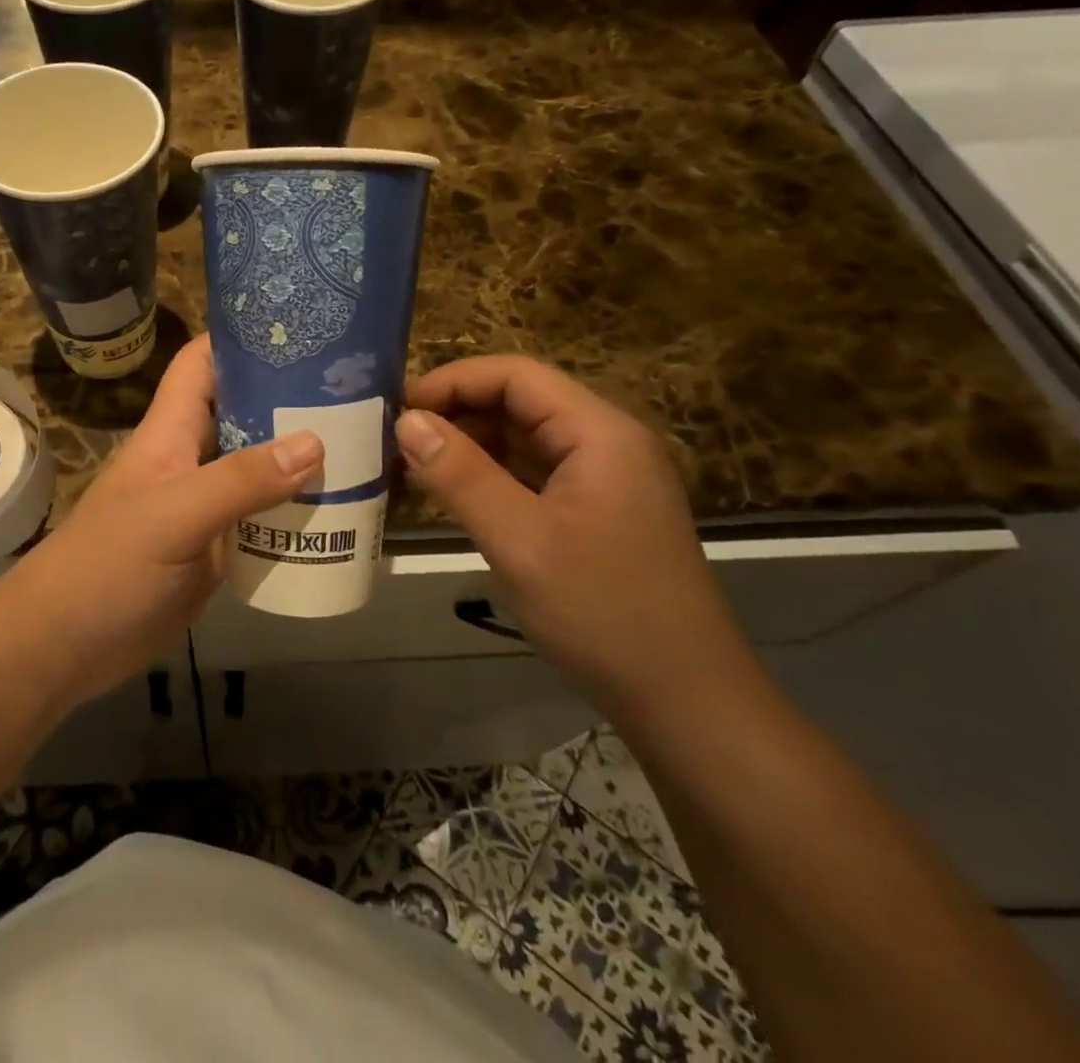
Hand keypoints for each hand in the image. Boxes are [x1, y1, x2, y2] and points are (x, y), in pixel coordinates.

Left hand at [4, 335, 321, 706]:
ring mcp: (205, 506)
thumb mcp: (174, 516)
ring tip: (364, 445)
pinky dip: (295, 512)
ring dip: (301, 459)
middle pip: (242, 412)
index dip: (240, 339)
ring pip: (258, 467)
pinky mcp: (216, 548)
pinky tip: (340, 512)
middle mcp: (191, 460)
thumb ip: (240, 480)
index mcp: (171, 433)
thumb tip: (315, 442)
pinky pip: (263, 518)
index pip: (202, 364)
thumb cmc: (109, 567)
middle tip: (356, 390)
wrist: (67, 646)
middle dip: (290, 398)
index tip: (300, 329)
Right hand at [397, 356, 752, 716]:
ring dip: (468, 446)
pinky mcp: (595, 512)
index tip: (397, 408)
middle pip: (520, 402)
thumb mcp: (519, 540)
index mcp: (600, 433)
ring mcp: (603, 479)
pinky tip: (450, 495)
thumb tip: (406, 420)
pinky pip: (532, 475)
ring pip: (523, 439)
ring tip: (411, 466)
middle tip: (394, 441)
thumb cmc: (604, 613)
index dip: (453, 381)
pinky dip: (489, 477)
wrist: (686, 703)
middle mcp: (606, 443)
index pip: (516, 375)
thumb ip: (459, 474)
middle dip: (456, 413)